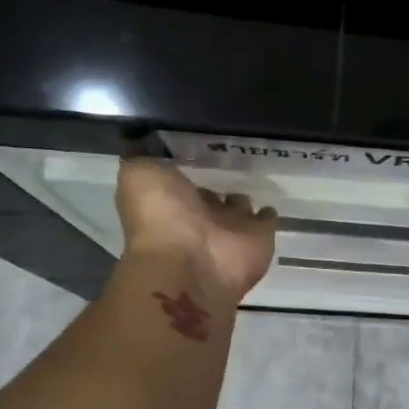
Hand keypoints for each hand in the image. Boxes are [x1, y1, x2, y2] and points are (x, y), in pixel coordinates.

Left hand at [117, 158, 276, 304]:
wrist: (191, 264)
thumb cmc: (160, 217)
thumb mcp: (139, 174)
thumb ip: (144, 159)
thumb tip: (145, 144)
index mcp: (169, 203)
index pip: (179, 183)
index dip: (183, 172)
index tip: (193, 153)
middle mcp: (198, 218)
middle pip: (208, 199)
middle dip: (214, 188)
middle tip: (227, 168)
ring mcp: (230, 230)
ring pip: (237, 209)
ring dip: (240, 201)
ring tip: (250, 182)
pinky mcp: (260, 238)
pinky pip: (266, 220)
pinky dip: (267, 215)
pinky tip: (269, 203)